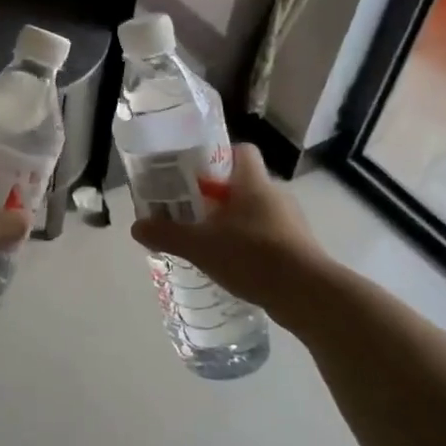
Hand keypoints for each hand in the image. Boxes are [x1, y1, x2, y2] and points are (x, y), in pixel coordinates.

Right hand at [130, 145, 331, 332]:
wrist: (308, 295)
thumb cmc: (253, 256)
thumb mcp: (200, 246)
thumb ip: (167, 235)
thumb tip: (136, 227)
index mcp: (253, 182)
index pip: (241, 151)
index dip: (218, 156)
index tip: (195, 172)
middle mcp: (275, 195)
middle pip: (243, 184)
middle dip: (218, 196)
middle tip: (191, 212)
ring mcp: (290, 222)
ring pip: (255, 212)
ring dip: (234, 223)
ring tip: (208, 242)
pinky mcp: (298, 248)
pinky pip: (267, 237)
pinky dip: (250, 246)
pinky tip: (233, 266)